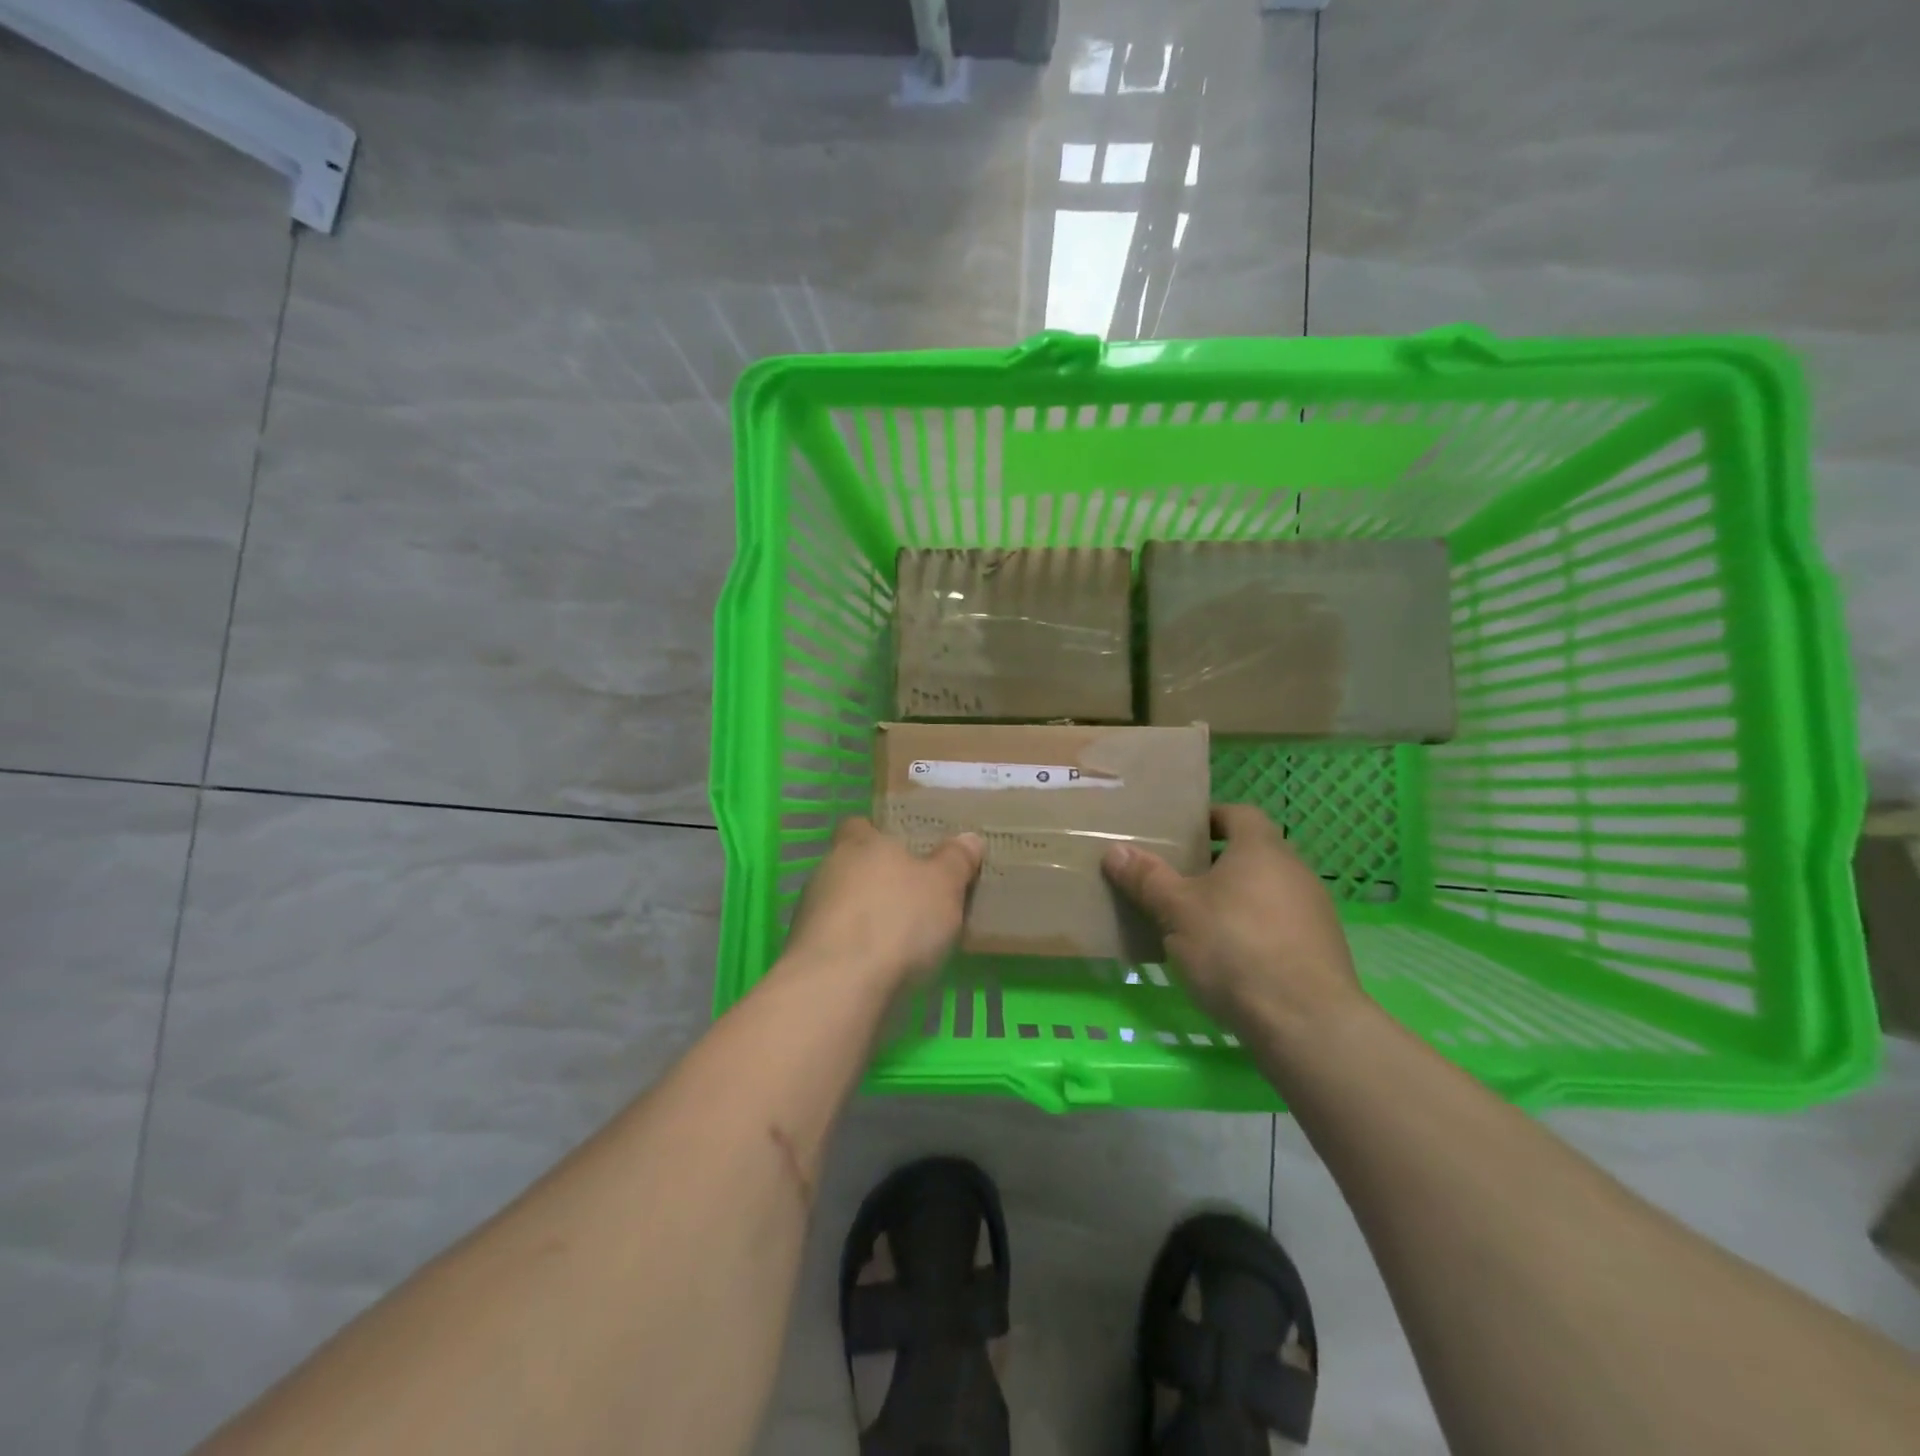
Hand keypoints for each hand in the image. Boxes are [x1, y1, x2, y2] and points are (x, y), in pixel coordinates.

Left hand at [783, 817, 984, 989]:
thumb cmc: (897, 919)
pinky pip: (835, 939)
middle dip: (877, 880)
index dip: (880, 835)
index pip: (860, 825)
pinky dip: (853, 948)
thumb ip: (955, 860)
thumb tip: (968, 838)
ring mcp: (809, 912)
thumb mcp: (944, 885)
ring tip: (899, 938)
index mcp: (859, 842)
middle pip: (852, 866)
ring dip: (863, 917)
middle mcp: (827, 869)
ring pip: (841, 904)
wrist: (839, 986)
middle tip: (912, 897)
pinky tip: (878, 967)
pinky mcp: (804, 952)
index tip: (904, 850)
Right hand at [1103, 804, 1362, 1030]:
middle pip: (1252, 853)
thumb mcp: (1177, 911)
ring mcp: (1314, 911)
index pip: (1238, 814)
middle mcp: (1294, 871)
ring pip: (1265, 891)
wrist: (1306, 1023)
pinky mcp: (1321, 950)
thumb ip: (1147, 878)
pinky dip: (1253, 930)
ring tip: (1197, 922)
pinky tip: (1229, 958)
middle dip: (1215, 863)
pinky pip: (1279, 925)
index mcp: (1261, 849)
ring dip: (1235, 899)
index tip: (1180, 835)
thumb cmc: (1235, 949)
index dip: (1209, 819)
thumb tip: (1116, 851)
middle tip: (1177, 880)